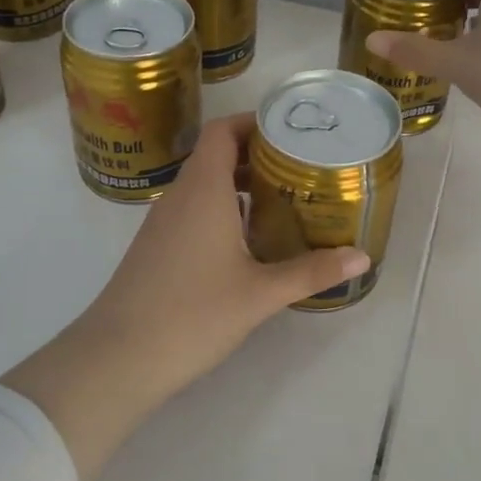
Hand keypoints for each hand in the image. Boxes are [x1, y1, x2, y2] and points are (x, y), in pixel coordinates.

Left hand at [1, 114, 368, 479]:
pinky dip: (222, 209)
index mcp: (202, 191)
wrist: (118, 357)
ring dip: (239, 185)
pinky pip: (192, 210)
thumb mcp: (260, 294)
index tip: (290, 132)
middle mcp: (179, 197)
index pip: (222, 132)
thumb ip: (311, 271)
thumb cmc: (192, 314)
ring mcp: (163, 223)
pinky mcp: (156, 247)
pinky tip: (248, 241)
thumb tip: (362, 257)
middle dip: (256, 156)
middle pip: (215, 155)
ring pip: (203, 185)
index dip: (253, 122)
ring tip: (282, 201)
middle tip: (300, 169)